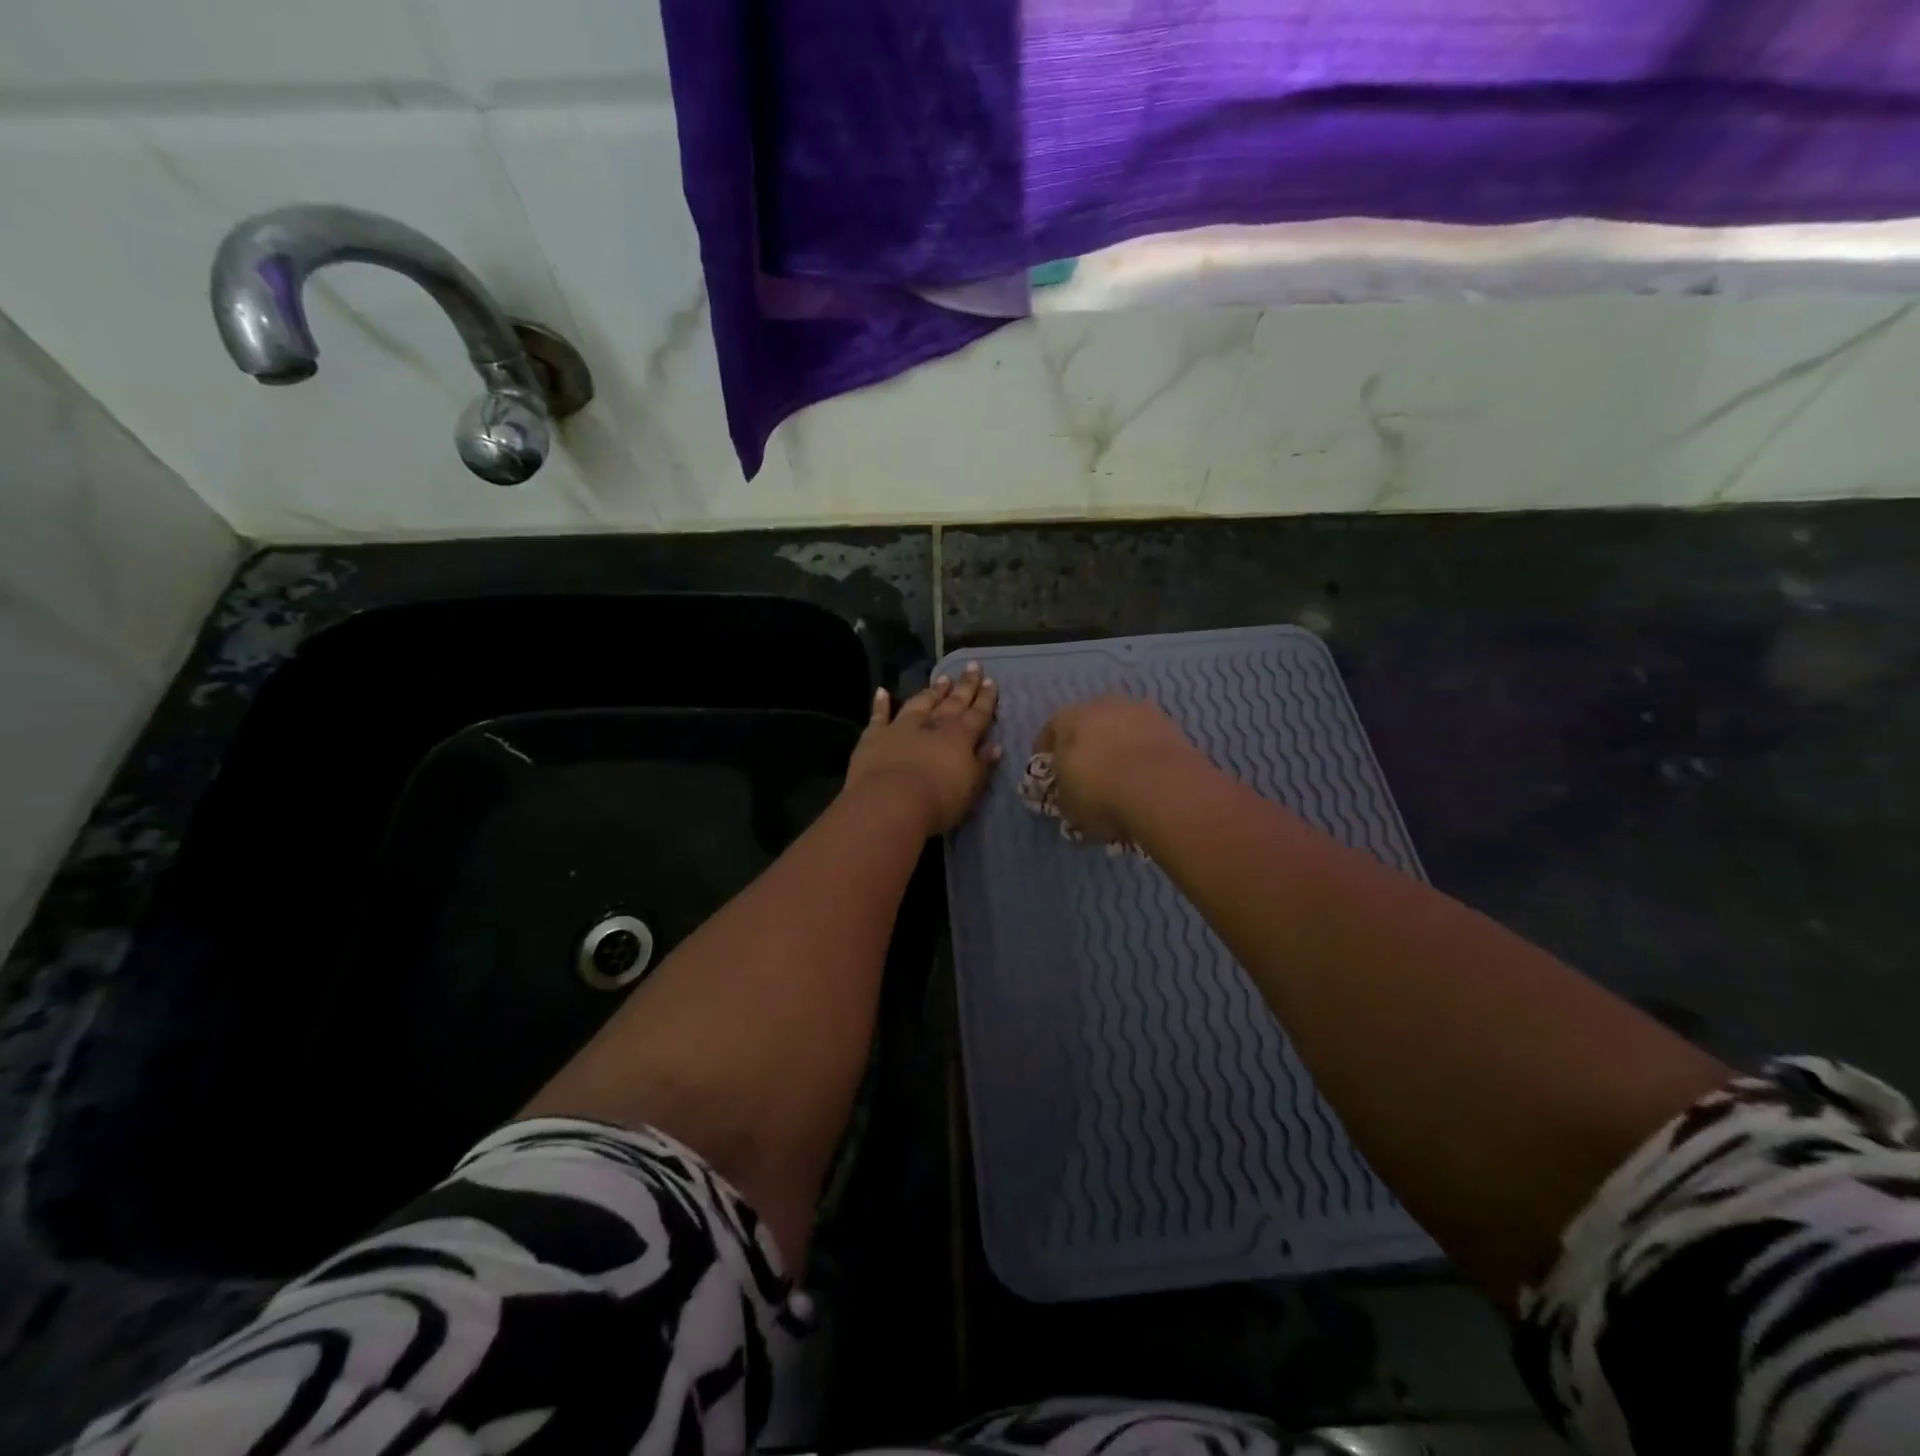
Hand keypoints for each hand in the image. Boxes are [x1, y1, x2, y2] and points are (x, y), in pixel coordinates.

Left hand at [846, 663, 1001, 835]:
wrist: (889, 803)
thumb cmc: (938, 801)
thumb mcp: (971, 788)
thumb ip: (982, 764)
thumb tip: (996, 745)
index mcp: (961, 737)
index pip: (978, 714)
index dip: (986, 698)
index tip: (991, 681)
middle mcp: (933, 724)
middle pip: (953, 702)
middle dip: (965, 685)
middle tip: (972, 666)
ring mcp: (902, 726)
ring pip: (921, 702)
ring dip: (932, 691)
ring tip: (942, 678)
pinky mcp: (875, 735)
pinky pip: (879, 715)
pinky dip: (881, 703)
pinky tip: (882, 691)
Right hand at [1036, 696, 1200, 841]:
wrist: (1161, 788)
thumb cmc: (1099, 792)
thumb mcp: (1066, 803)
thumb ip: (1062, 791)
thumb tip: (1066, 791)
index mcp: (1068, 718)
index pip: (1050, 731)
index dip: (1048, 753)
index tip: (1050, 774)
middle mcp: (1102, 704)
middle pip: (1089, 723)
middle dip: (1087, 744)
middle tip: (1088, 772)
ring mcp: (1140, 710)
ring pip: (1121, 727)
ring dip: (1119, 745)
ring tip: (1121, 775)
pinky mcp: (1170, 725)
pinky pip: (1148, 739)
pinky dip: (1144, 753)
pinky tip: (1146, 776)